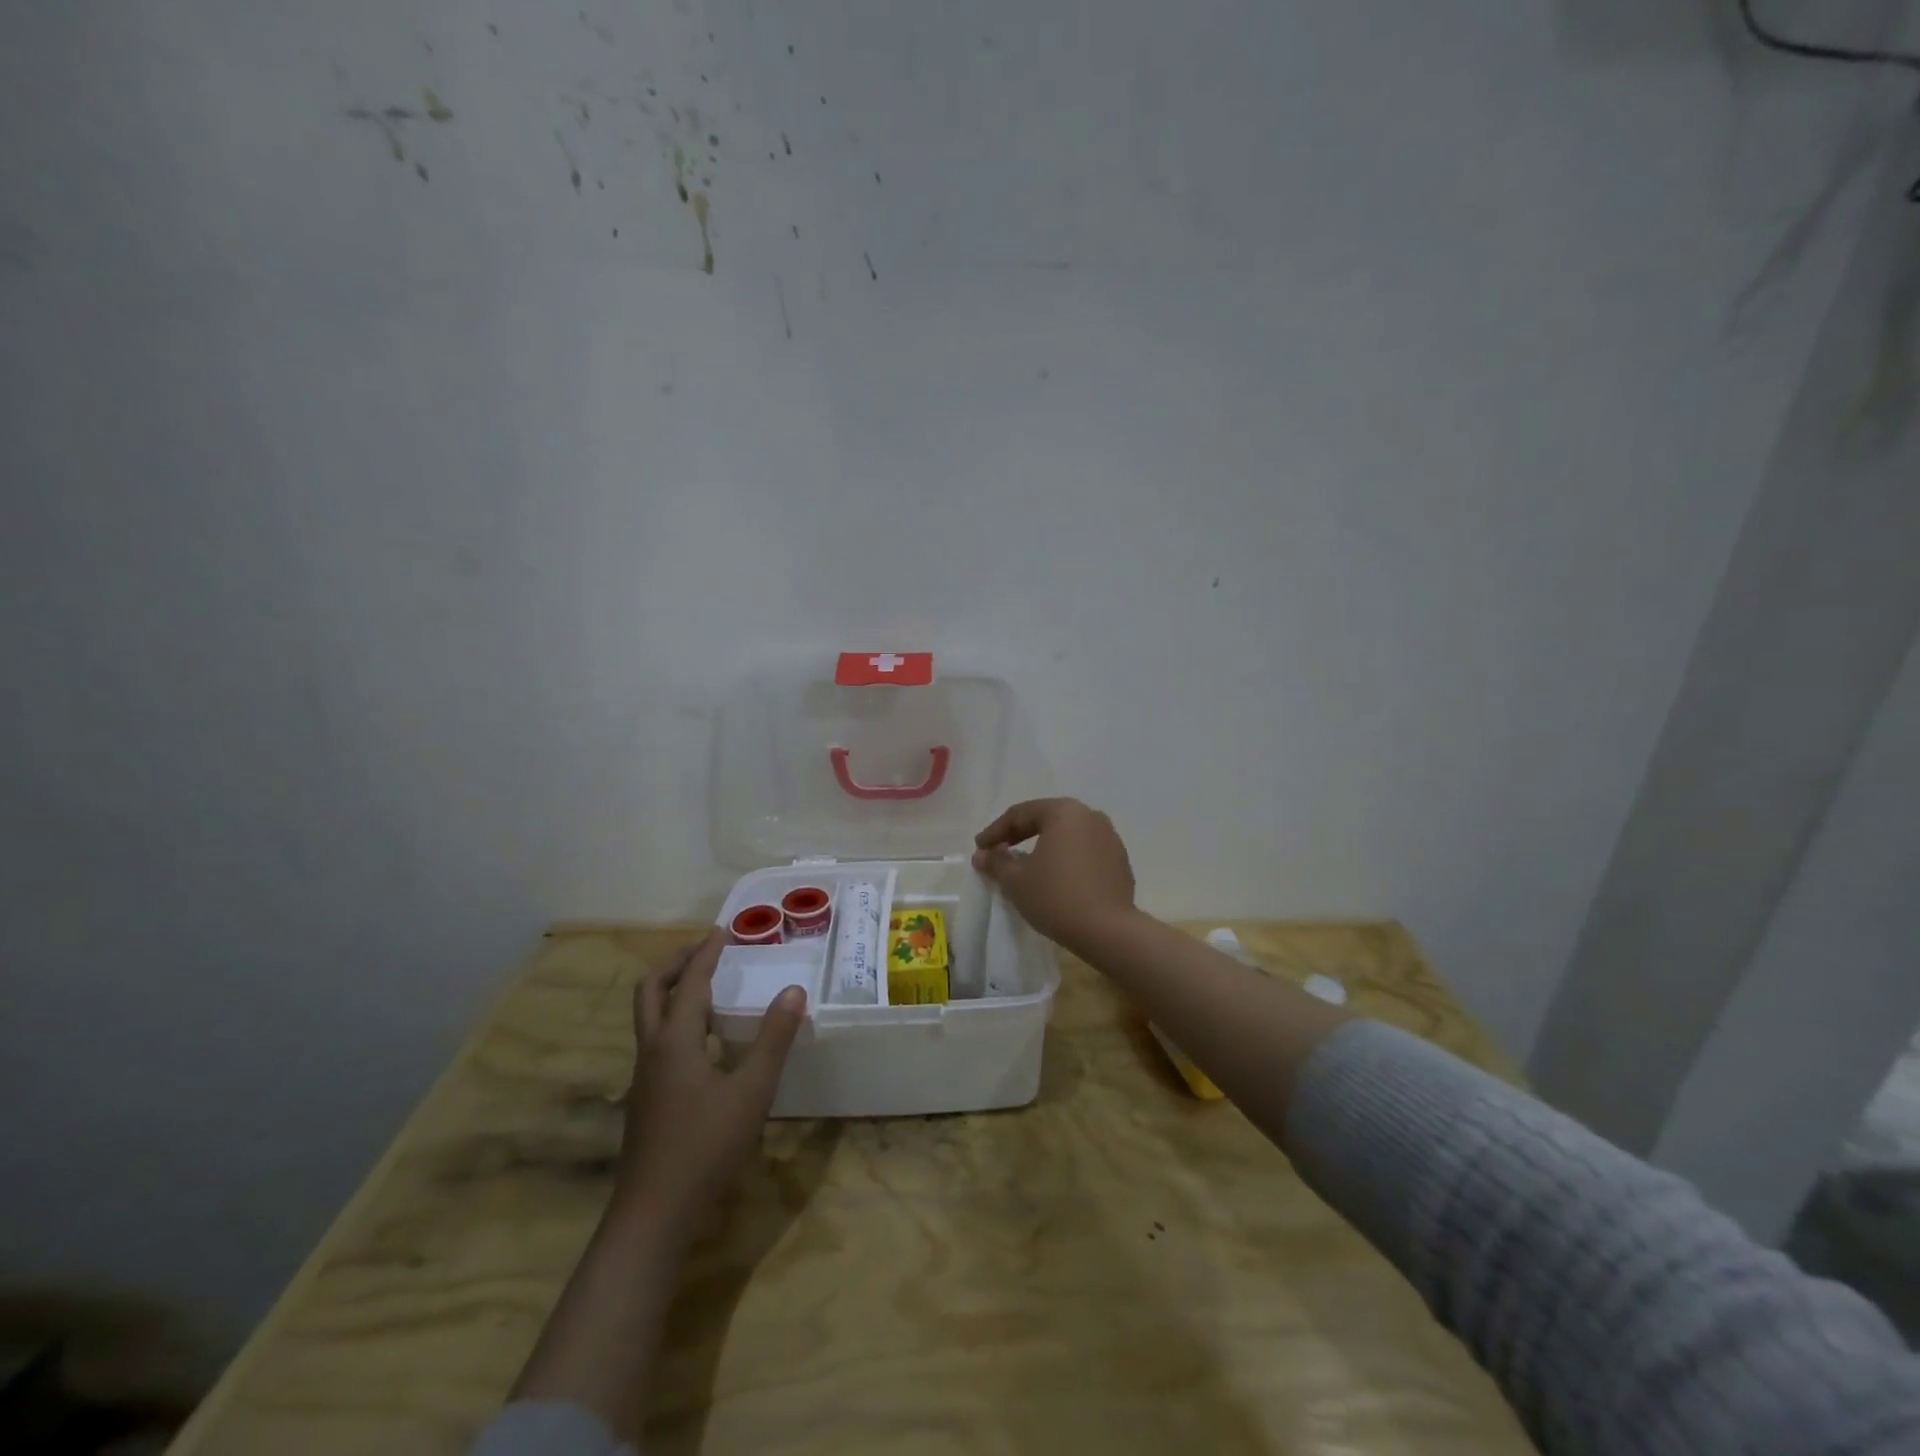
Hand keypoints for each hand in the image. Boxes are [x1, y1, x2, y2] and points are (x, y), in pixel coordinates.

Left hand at [614, 930, 806, 1246]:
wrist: (653, 1216)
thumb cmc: (705, 1147)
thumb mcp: (751, 1091)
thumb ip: (773, 1039)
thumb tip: (794, 990)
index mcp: (674, 1041)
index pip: (690, 982)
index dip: (706, 954)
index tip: (722, 931)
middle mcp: (652, 1051)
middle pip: (650, 990)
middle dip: (675, 962)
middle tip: (705, 949)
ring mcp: (644, 1077)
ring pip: (649, 1016)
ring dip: (672, 989)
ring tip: (707, 984)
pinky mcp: (647, 1098)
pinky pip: (656, 1040)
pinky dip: (675, 1018)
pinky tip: (704, 1039)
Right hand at [973, 798, 1137, 952]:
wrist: (1108, 931)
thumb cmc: (1055, 897)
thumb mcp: (1016, 881)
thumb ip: (996, 862)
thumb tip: (982, 855)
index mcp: (1064, 812)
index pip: (1021, 814)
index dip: (996, 831)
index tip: (979, 848)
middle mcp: (1090, 816)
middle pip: (1046, 819)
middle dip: (1020, 835)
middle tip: (999, 851)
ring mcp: (1110, 838)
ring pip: (1068, 835)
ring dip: (1045, 846)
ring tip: (1026, 865)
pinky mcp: (1120, 861)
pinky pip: (1085, 852)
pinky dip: (1066, 859)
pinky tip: (1056, 878)